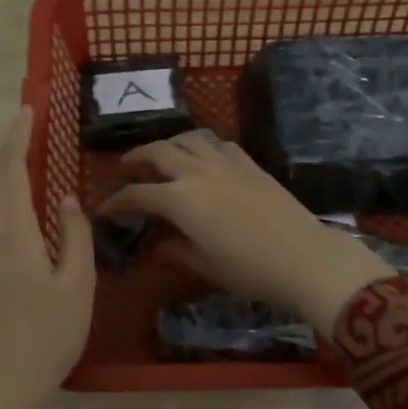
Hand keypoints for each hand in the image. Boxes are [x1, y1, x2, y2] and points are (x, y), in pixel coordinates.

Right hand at [97, 132, 393, 336]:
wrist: (303, 256)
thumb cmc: (249, 269)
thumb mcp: (205, 265)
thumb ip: (176, 250)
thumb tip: (158, 245)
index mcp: (179, 200)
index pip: (137, 194)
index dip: (116, 201)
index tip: (104, 208)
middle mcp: (197, 172)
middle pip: (158, 152)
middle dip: (137, 158)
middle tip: (127, 167)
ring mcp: (225, 163)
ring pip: (188, 139)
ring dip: (168, 143)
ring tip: (162, 154)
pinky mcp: (249, 163)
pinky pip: (217, 144)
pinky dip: (201, 145)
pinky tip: (203, 157)